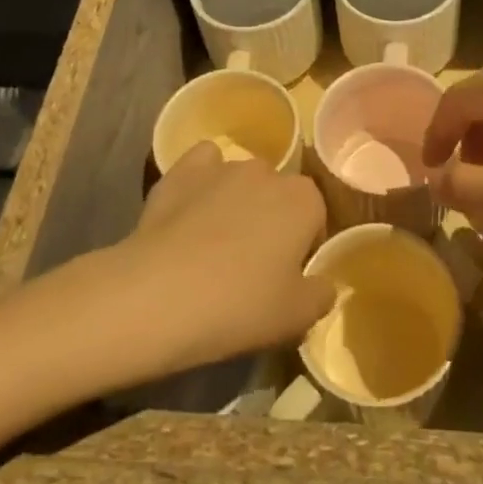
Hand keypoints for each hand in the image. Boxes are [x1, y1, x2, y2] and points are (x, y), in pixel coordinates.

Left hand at [110, 143, 333, 370]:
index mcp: (304, 200)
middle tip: (251, 266)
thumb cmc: (239, 306)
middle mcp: (268, 171)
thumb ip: (321, 295)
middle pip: (278, 196)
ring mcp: (223, 166)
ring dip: (236, 204)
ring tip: (212, 246)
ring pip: (241, 181)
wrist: (159, 296)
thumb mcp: (297, 318)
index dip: (302, 248)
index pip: (315, 218)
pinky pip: (203, 165)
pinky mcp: (182, 170)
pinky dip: (202, 181)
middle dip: (271, 221)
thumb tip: (323, 284)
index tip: (285, 278)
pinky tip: (191, 209)